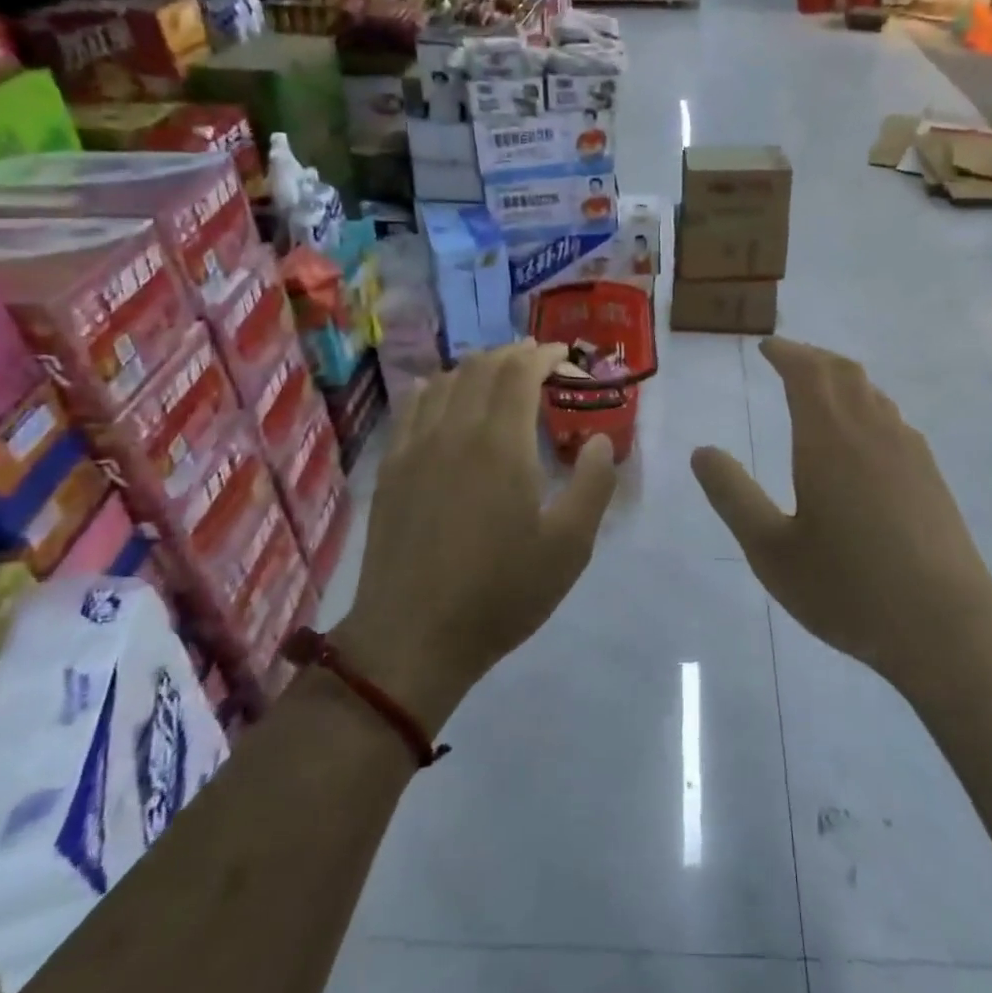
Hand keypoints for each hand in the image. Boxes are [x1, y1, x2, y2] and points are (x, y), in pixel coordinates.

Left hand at [335, 340, 616, 726]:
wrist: (413, 637)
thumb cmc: (500, 593)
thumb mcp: (569, 547)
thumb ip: (593, 485)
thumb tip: (600, 440)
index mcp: (501, 444)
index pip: (519, 372)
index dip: (542, 355)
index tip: (561, 356)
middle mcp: (454, 431)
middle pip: (480, 367)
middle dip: (511, 355)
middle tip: (536, 362)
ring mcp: (415, 448)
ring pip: (442, 381)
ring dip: (474, 368)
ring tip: (495, 377)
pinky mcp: (391, 469)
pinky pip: (411, 408)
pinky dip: (434, 389)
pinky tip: (441, 398)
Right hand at [691, 338, 991, 691]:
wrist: (946, 627)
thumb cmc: (847, 589)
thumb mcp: (771, 550)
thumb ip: (733, 495)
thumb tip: (702, 452)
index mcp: (829, 439)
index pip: (807, 372)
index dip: (785, 353)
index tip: (766, 347)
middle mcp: (872, 431)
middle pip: (843, 372)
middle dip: (812, 357)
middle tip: (787, 359)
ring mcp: (909, 451)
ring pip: (872, 393)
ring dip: (841, 379)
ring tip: (819, 390)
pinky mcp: (930, 475)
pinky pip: (892, 418)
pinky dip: (865, 406)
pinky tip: (860, 438)